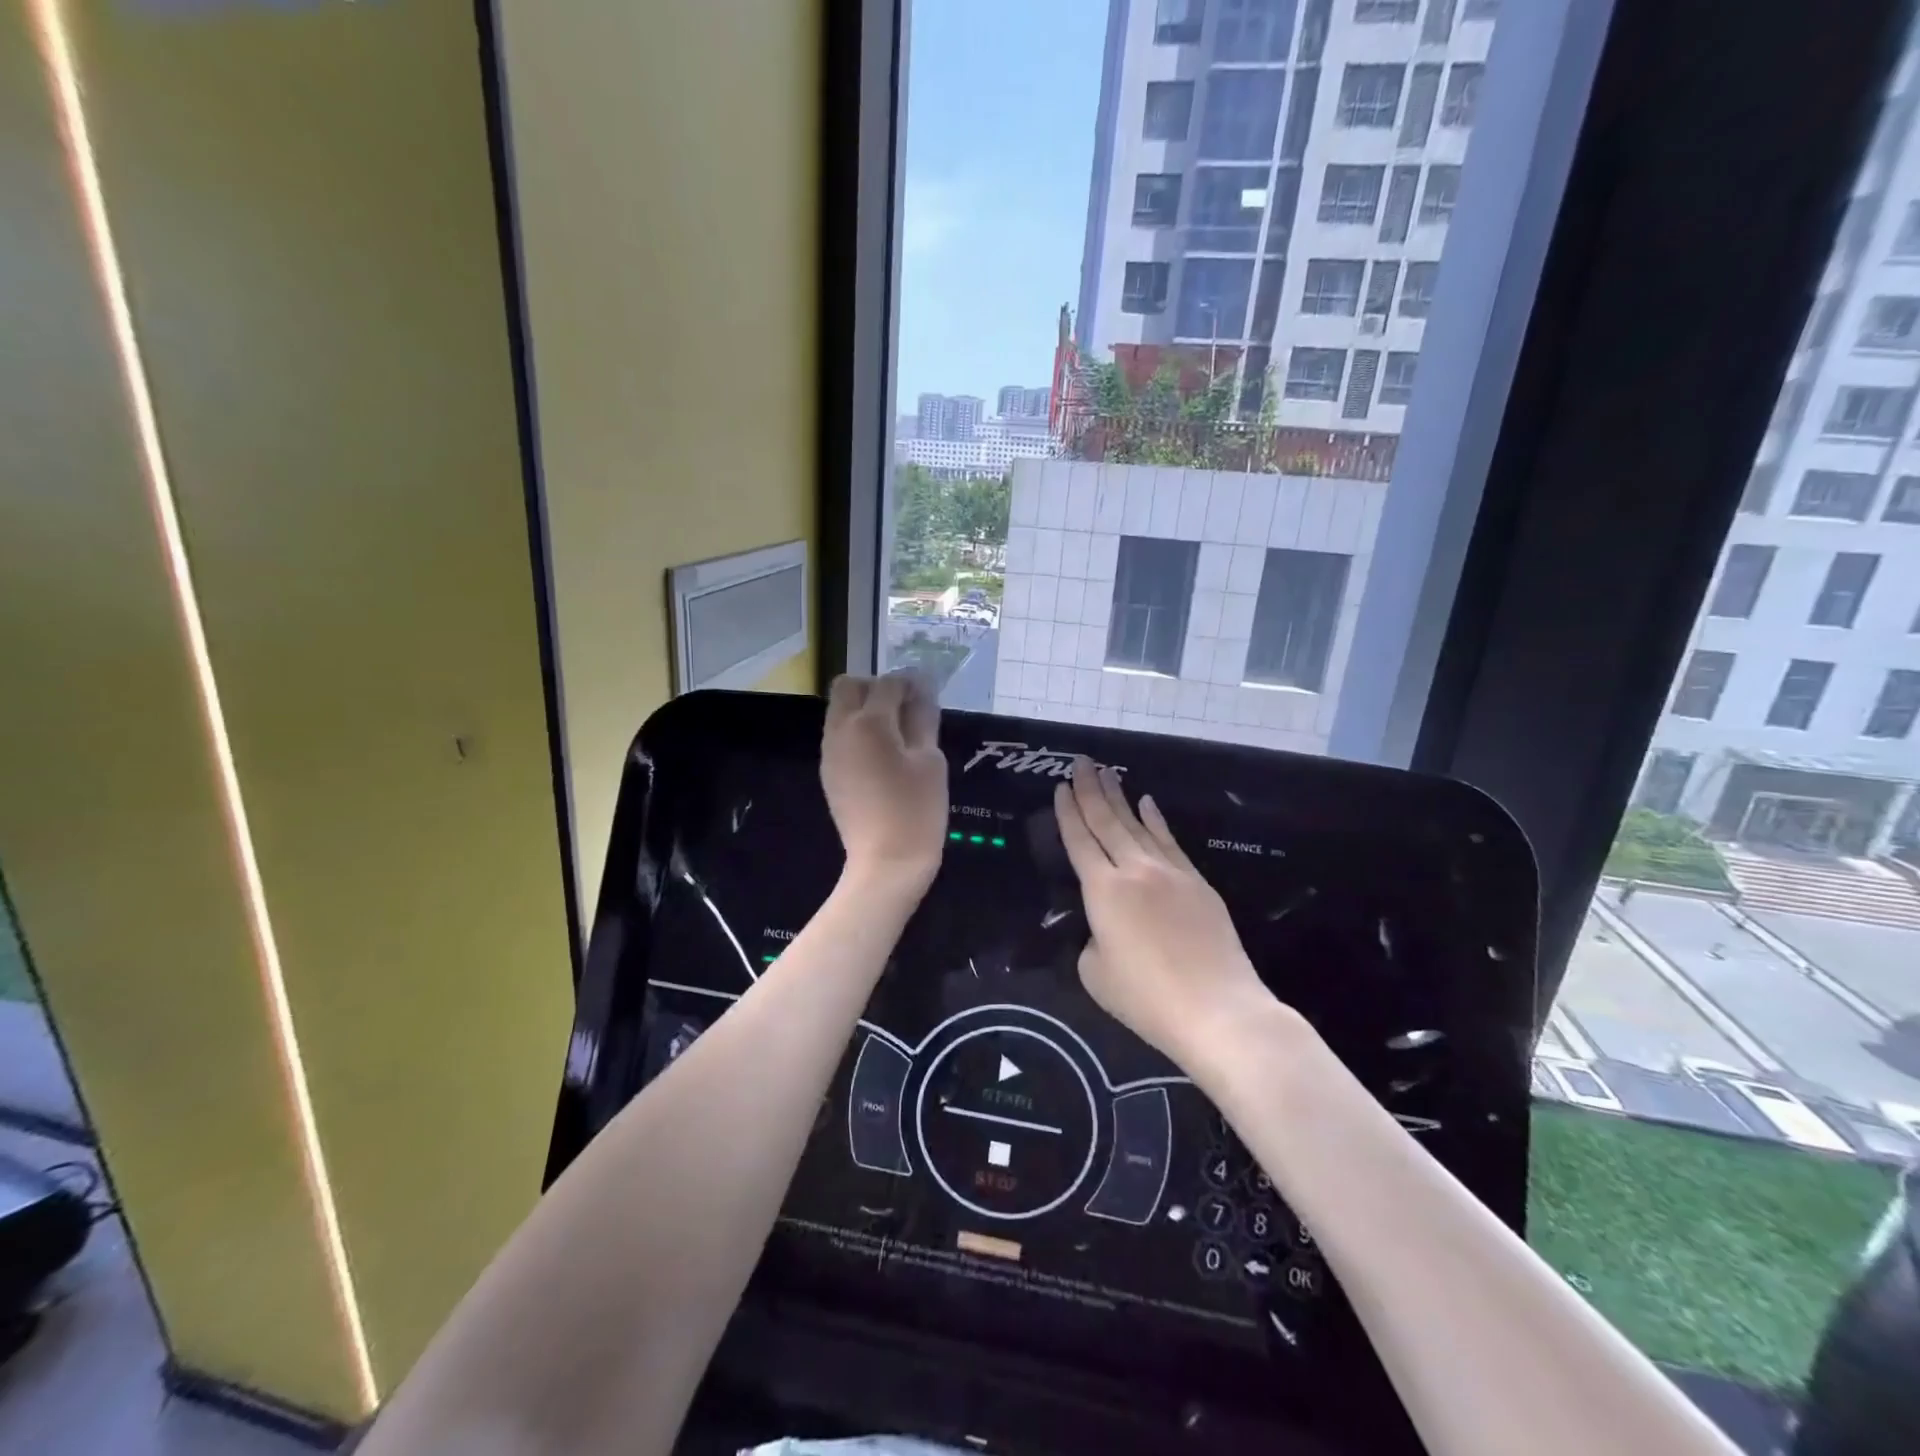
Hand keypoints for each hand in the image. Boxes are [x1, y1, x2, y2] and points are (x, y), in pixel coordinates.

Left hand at [822, 673, 946, 889]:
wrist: (886, 863)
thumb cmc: (917, 810)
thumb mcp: (930, 761)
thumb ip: (923, 719)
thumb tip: (923, 690)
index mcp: (869, 723)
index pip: (888, 683)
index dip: (910, 682)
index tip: (928, 694)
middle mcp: (840, 730)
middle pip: (849, 686)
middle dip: (876, 687)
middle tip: (905, 710)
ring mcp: (829, 752)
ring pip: (840, 709)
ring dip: (865, 709)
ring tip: (896, 735)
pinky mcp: (828, 771)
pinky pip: (839, 734)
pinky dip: (857, 732)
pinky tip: (882, 757)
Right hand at [1054, 758, 1272, 1067]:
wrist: (1216, 1010)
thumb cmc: (1146, 999)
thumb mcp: (1095, 973)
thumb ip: (1092, 939)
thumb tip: (1106, 927)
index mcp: (1102, 890)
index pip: (1079, 840)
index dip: (1067, 812)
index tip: (1060, 786)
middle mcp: (1134, 870)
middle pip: (1107, 821)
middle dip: (1091, 790)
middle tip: (1082, 762)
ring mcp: (1170, 872)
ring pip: (1138, 825)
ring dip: (1120, 797)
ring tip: (1107, 774)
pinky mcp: (1197, 883)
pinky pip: (1170, 841)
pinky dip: (1156, 820)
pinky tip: (1148, 803)